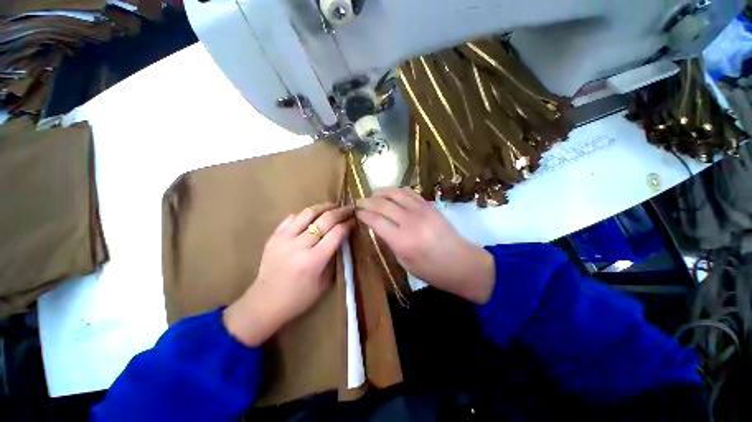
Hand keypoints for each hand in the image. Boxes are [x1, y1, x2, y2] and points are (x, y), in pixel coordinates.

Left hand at [223, 203, 354, 346]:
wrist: (265, 303)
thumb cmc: (299, 298)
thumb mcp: (324, 282)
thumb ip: (333, 258)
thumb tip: (342, 238)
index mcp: (313, 260)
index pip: (336, 233)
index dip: (348, 224)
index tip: (354, 220)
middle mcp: (299, 245)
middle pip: (325, 220)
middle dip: (340, 212)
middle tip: (348, 208)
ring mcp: (284, 239)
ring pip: (308, 213)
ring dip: (323, 207)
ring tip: (332, 206)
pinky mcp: (274, 237)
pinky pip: (292, 218)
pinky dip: (305, 214)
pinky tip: (312, 216)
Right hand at [356, 188, 494, 303]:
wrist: (462, 263)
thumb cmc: (431, 270)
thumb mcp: (405, 262)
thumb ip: (390, 242)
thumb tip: (379, 226)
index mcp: (402, 240)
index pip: (375, 220)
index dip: (363, 214)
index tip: (356, 212)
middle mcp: (410, 221)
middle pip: (382, 204)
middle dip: (367, 201)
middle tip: (359, 202)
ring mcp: (421, 210)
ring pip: (395, 193)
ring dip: (381, 192)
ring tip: (373, 194)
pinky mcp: (430, 205)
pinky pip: (409, 192)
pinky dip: (397, 190)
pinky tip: (392, 193)